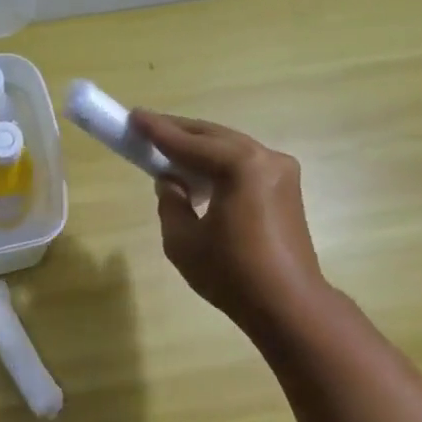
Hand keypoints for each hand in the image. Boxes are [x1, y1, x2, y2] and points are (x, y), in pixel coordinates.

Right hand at [130, 110, 328, 337]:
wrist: (287, 304)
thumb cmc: (231, 274)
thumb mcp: (183, 240)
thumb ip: (171, 203)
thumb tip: (172, 182)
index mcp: (242, 166)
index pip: (190, 143)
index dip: (158, 132)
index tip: (133, 116)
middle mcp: (267, 158)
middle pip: (215, 138)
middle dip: (180, 134)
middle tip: (146, 128)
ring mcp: (283, 173)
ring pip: (232, 150)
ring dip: (200, 149)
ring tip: (169, 151)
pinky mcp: (287, 190)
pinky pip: (246, 166)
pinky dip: (220, 165)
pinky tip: (200, 176)